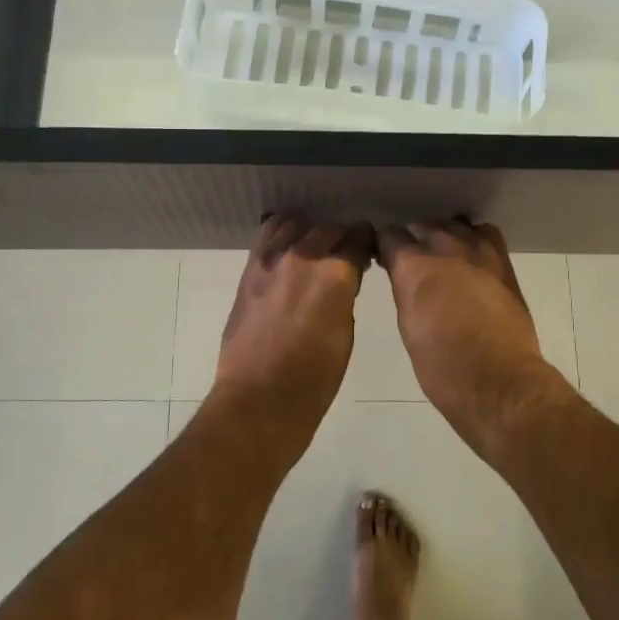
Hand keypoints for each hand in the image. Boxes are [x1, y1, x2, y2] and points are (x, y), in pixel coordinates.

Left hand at [213, 214, 373, 435]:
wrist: (260, 397)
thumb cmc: (315, 378)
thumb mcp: (345, 333)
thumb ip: (345, 294)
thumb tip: (344, 277)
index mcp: (336, 275)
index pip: (359, 241)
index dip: (366, 243)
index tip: (368, 247)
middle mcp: (304, 257)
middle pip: (329, 229)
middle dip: (341, 236)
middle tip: (344, 251)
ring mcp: (272, 259)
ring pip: (295, 222)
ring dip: (309, 230)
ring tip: (313, 244)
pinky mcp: (250, 268)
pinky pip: (267, 234)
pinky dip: (281, 232)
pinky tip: (287, 242)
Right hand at [377, 219, 566, 453]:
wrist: (498, 382)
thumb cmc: (442, 367)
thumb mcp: (408, 327)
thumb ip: (405, 291)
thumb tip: (404, 278)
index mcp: (412, 266)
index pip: (389, 236)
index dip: (384, 247)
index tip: (384, 259)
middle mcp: (444, 247)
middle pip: (421, 225)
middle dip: (413, 240)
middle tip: (413, 263)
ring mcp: (477, 251)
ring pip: (453, 225)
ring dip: (443, 236)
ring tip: (443, 257)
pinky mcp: (503, 261)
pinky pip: (484, 234)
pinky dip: (474, 239)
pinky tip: (472, 258)